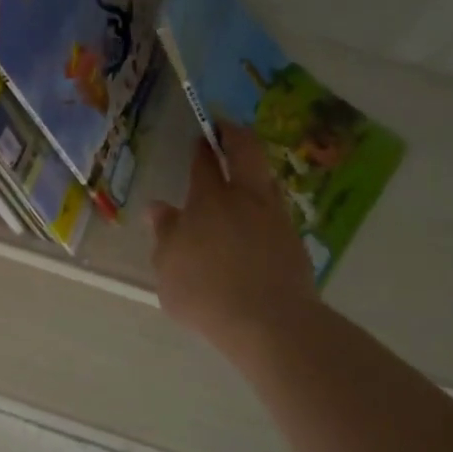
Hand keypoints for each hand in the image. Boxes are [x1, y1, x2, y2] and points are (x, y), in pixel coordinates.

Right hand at [149, 124, 318, 364]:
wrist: (269, 322)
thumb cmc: (205, 292)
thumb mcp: (167, 267)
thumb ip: (164, 234)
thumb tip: (157, 208)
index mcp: (209, 201)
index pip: (205, 164)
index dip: (202, 148)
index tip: (201, 136)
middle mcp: (246, 200)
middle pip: (247, 153)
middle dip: (236, 136)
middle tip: (227, 130)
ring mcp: (275, 219)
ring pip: (267, 180)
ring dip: (255, 171)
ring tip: (245, 175)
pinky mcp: (295, 242)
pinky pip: (277, 212)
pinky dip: (266, 206)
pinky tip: (258, 221)